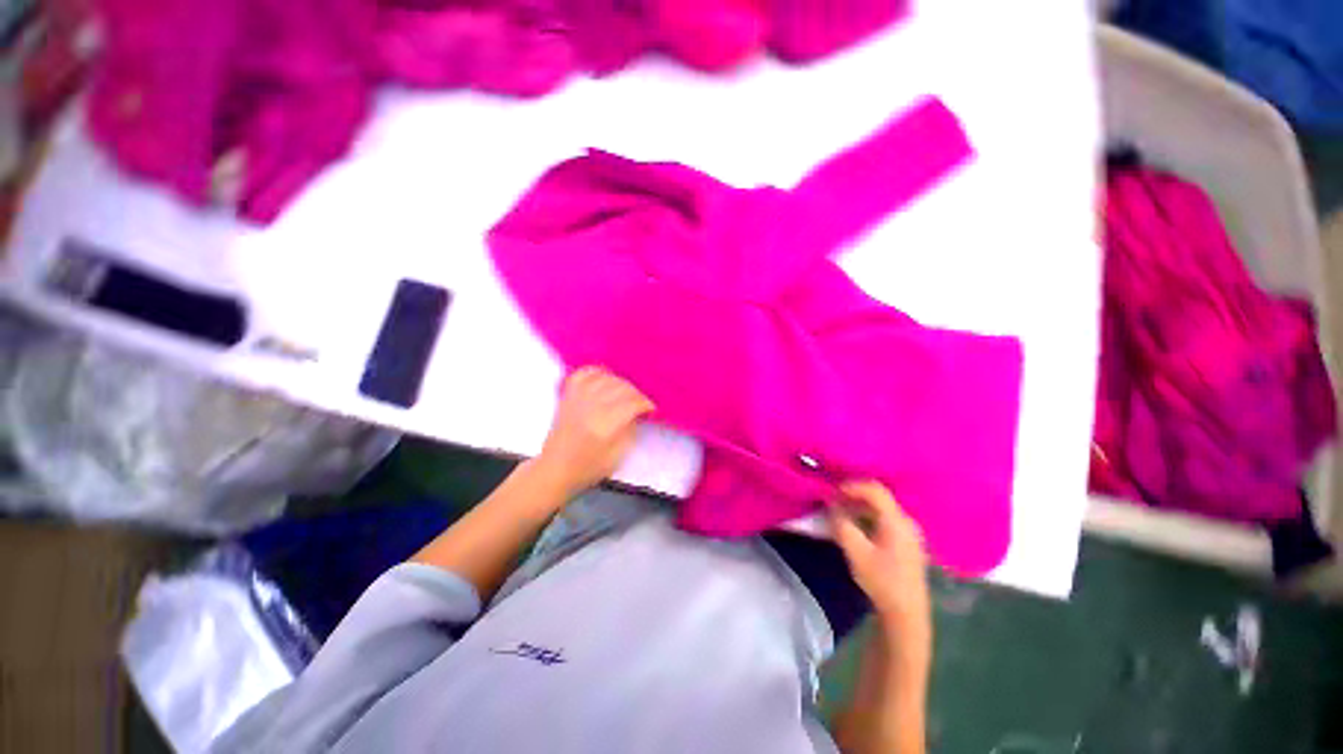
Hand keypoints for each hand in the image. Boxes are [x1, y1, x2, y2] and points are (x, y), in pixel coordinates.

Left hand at [535, 366, 655, 497]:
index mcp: (605, 425)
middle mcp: (591, 407)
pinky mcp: (568, 395)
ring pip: (606, 378)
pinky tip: (605, 379)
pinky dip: (598, 372)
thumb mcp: (618, 455)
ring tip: (626, 394)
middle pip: (621, 388)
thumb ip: (631, 430)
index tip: (651, 408)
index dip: (646, 403)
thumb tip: (638, 412)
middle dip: (636, 393)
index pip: (632, 403)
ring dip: (621, 383)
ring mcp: (578, 398)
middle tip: (640, 403)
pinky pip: (585, 373)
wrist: (555, 468)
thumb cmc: (589, 466)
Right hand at [829, 481, 930, 629]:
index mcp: (897, 521)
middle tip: (833, 499)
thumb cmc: (881, 582)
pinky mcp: (907, 543)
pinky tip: (856, 525)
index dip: (851, 486)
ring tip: (840, 511)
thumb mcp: (856, 552)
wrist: (907, 615)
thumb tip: (831, 504)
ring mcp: (910, 533)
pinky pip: (885, 519)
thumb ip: (841, 524)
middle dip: (854, 494)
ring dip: (860, 505)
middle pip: (879, 497)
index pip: (874, 490)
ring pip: (882, 508)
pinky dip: (868, 515)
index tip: (832, 491)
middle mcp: (907, 522)